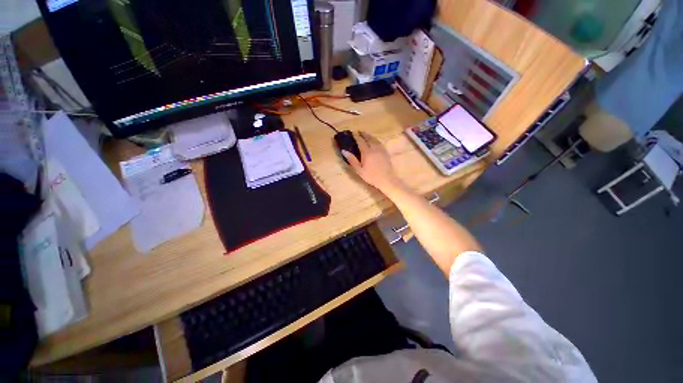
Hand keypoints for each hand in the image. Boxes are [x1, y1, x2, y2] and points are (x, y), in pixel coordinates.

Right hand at [342, 131, 402, 193]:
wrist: (386, 179)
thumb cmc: (371, 176)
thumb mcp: (359, 170)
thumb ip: (352, 160)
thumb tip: (344, 151)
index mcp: (366, 152)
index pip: (360, 141)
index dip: (356, 137)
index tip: (353, 133)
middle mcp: (374, 148)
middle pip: (368, 138)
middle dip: (363, 134)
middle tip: (359, 131)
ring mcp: (381, 149)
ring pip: (375, 139)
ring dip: (369, 135)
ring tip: (366, 134)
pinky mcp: (385, 152)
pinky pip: (379, 142)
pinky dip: (375, 139)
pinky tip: (374, 141)